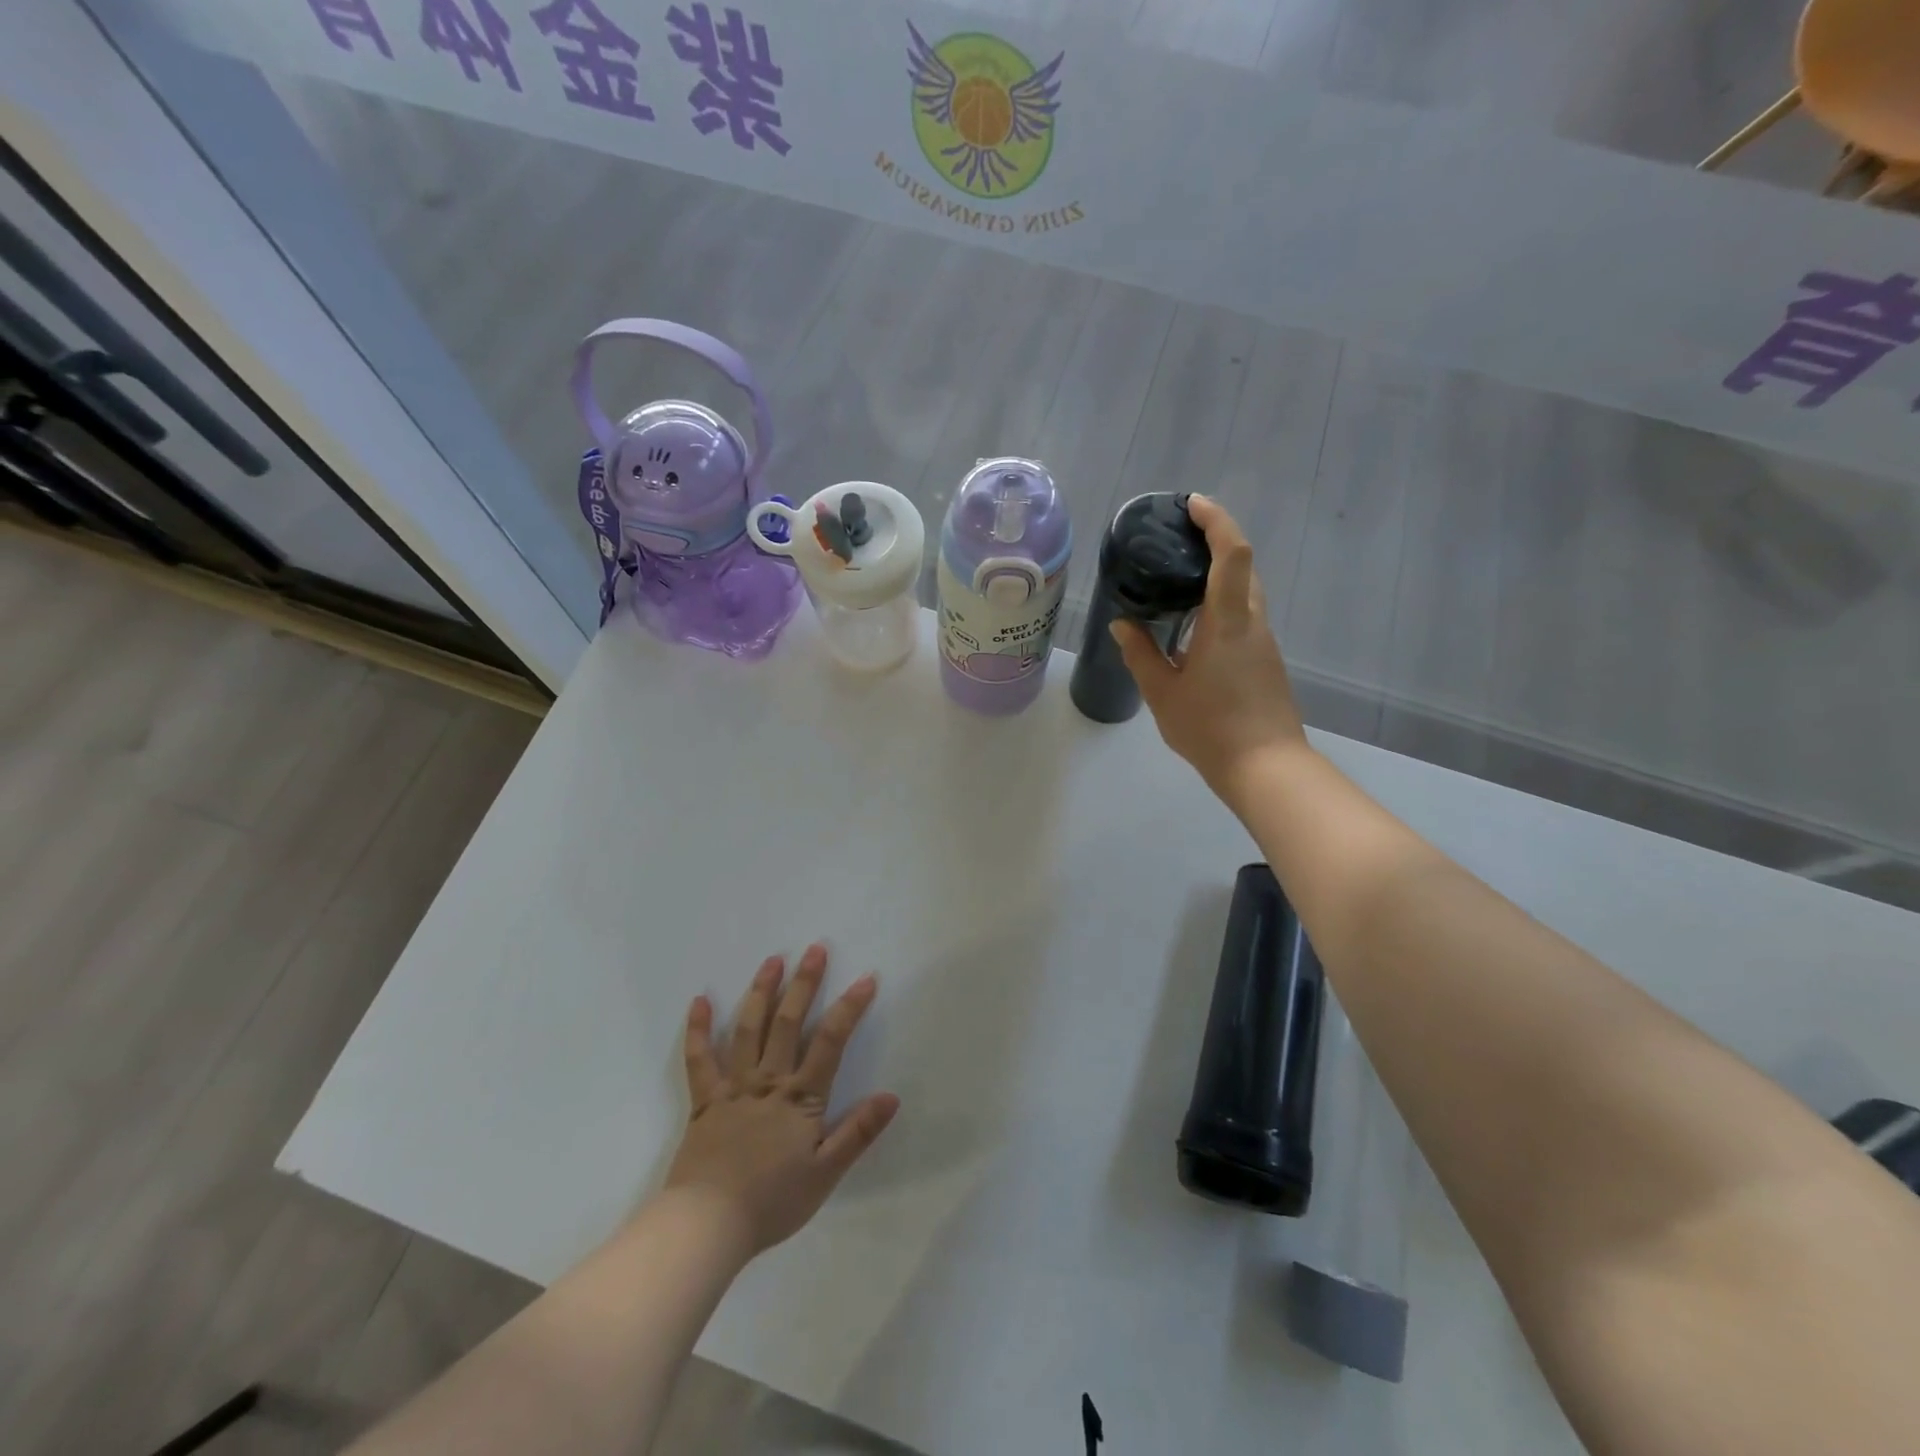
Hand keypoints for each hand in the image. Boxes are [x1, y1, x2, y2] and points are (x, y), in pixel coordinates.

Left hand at [665, 945, 898, 1256]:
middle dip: (804, 983)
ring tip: (772, 960)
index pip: (831, 1041)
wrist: (707, 1226)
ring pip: (748, 1029)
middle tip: (815, 949)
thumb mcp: (825, 1173)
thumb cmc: (772, 1202)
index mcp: (800, 1097)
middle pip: (788, 1022)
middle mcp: (768, 1081)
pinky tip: (700, 1001)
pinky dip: (698, 1029)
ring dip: (761, 991)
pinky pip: (700, 1060)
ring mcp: (734, 1087)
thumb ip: (858, 1132)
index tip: (866, 978)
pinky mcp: (705, 1101)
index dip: (849, 1007)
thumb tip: (892, 1096)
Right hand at [1113, 495, 1309, 798]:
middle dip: (1216, 541)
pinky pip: (1244, 615)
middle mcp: (1253, 622)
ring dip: (1219, 574)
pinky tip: (1192, 624)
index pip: (1232, 554)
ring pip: (1246, 591)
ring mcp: (1264, 642)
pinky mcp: (1266, 660)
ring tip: (1177, 579)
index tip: (1192, 504)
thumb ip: (1140, 654)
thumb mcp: (1162, 692)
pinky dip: (1222, 602)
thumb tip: (1122, 624)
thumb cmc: (1210, 728)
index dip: (1216, 521)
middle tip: (1177, 539)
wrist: (1266, 768)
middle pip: (1244, 565)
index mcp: (1228, 622)